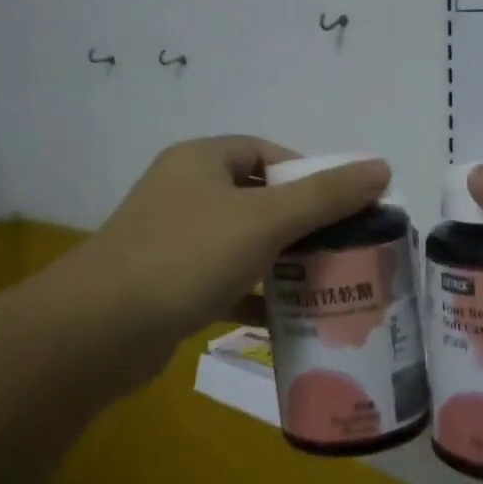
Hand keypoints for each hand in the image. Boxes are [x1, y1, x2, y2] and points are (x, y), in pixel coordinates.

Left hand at [83, 137, 389, 349]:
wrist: (100, 331)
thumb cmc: (187, 257)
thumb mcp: (264, 220)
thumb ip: (326, 195)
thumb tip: (382, 167)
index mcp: (201, 161)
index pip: (267, 153)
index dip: (309, 174)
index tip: (344, 207)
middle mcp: (184, 192)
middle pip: (258, 199)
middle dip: (302, 223)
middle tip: (343, 247)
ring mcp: (173, 240)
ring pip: (242, 243)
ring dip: (281, 261)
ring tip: (325, 282)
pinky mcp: (168, 285)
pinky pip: (224, 281)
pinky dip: (254, 295)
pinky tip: (285, 317)